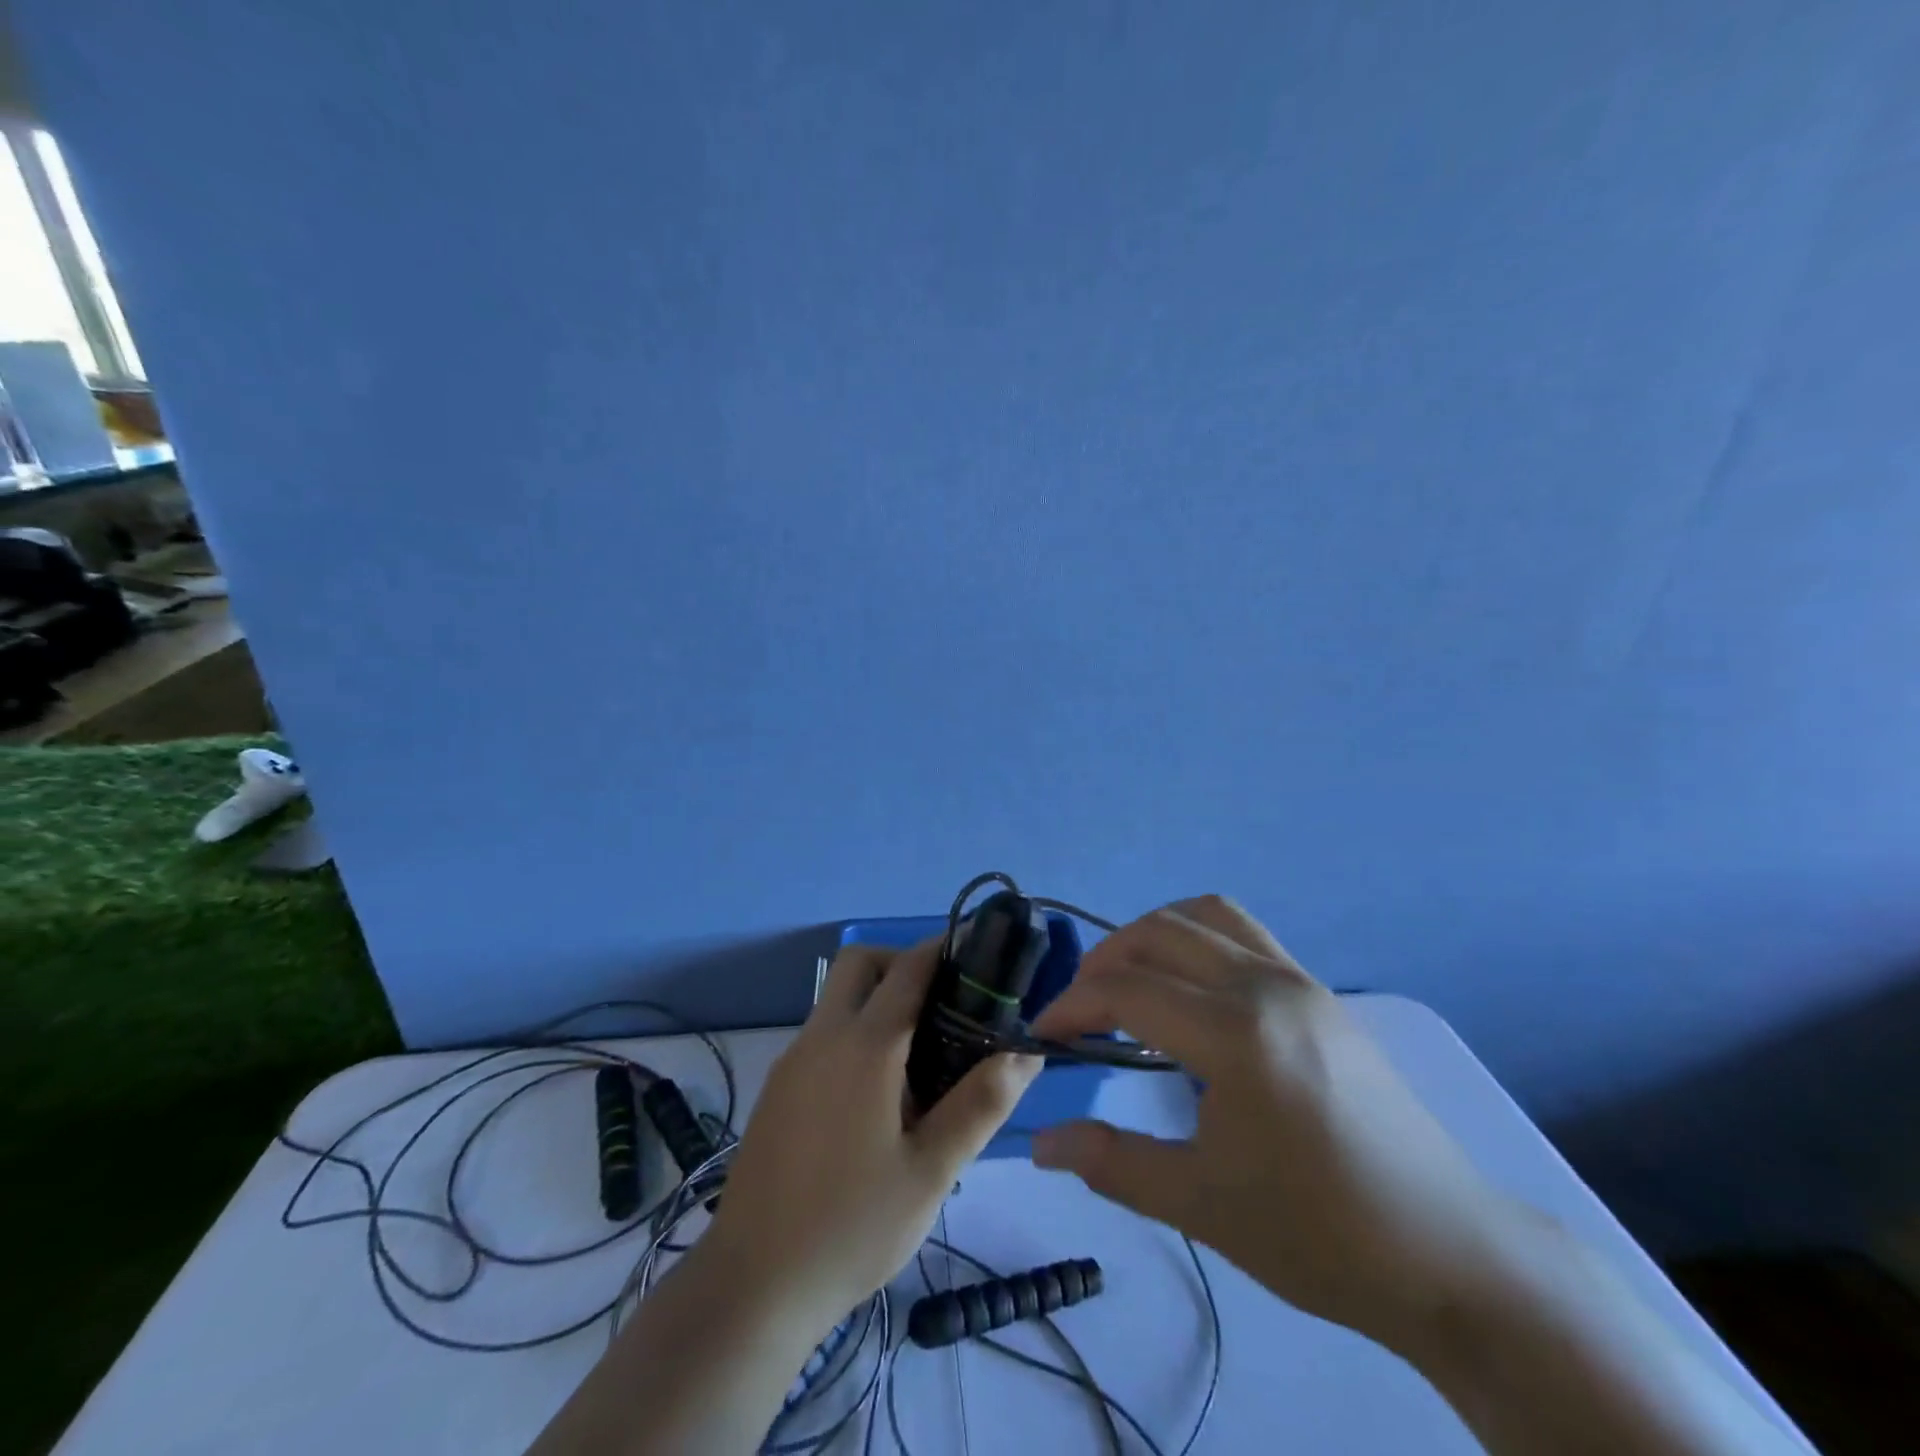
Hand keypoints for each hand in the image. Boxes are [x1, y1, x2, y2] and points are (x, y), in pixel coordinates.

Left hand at [704, 937, 1041, 1332]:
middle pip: (861, 964)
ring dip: (878, 999)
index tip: (979, 951)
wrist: (752, 1286)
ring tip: (921, 1055)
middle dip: (903, 964)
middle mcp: (822, 1037)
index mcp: (864, 1046)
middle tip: (945, 1006)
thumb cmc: (852, 1227)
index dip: (944, 949)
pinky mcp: (778, 1088)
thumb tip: (1025, 1052)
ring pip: (838, 998)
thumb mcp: (931, 1172)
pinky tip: (877, 1093)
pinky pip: (823, 1033)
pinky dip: (855, 1032)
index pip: (908, 968)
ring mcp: (793, 1061)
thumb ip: (980, 1104)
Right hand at [1029, 896, 1521, 1350]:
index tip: (1044, 1036)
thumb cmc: (1318, 1234)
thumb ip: (1111, 1163)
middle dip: (1104, 961)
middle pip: (1159, 933)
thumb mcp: (1201, 1203)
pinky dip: (1197, 939)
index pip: (1127, 991)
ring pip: (1206, 915)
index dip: (1072, 1006)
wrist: (1448, 1254)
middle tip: (1079, 1009)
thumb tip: (1040, 1143)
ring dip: (1153, 935)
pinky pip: (1244, 933)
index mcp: (1235, 1034)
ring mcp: (1299, 980)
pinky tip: (1191, 994)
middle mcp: (1265, 985)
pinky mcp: (1320, 992)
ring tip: (1130, 982)